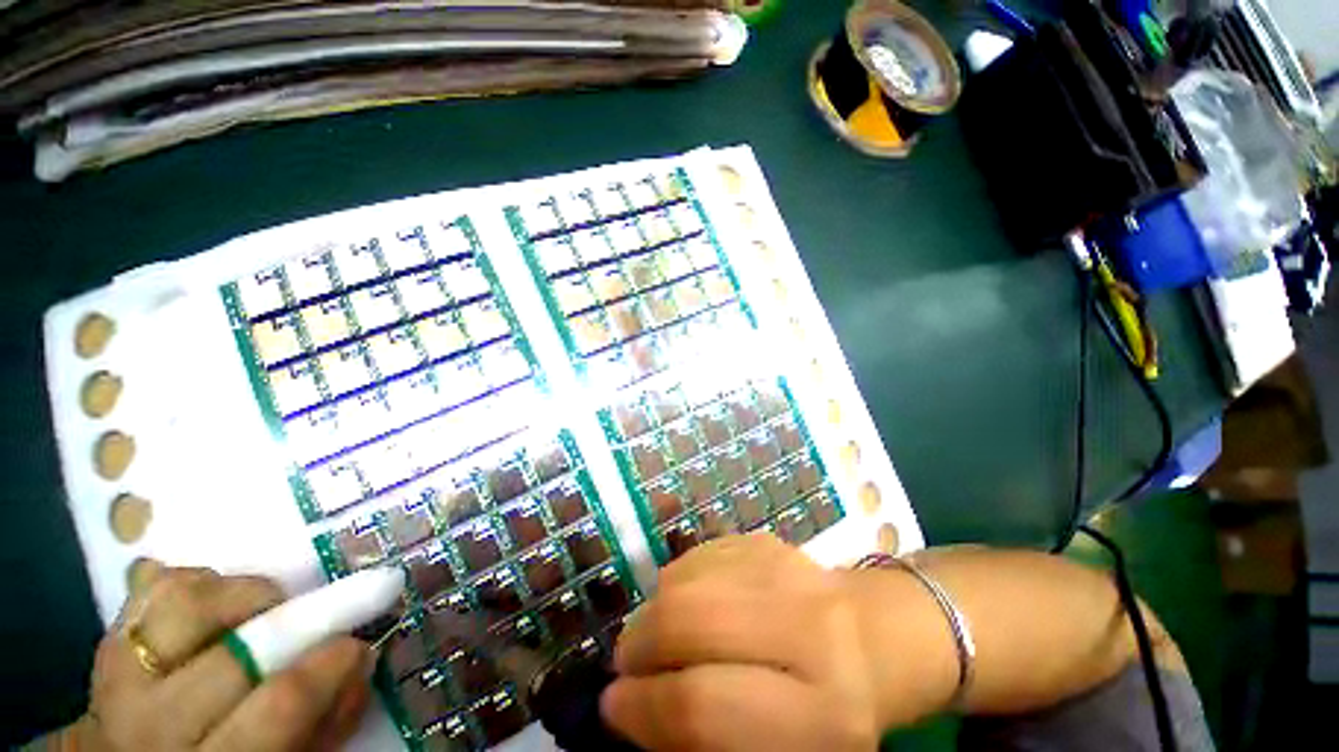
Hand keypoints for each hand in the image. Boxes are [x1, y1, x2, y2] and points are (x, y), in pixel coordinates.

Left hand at [76, 564, 371, 750]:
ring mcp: (120, 673)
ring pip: (188, 601)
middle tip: (317, 620)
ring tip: (261, 610)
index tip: (357, 645)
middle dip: (293, 621)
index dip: (331, 663)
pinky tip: (216, 604)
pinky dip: (201, 581)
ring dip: (242, 593)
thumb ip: (325, 722)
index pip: (280, 703)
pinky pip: (158, 586)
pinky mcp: (108, 636)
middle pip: (235, 651)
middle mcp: (152, 721)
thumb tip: (362, 659)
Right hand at [600, 533, 882, 750]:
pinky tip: (688, 601)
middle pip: (688, 621)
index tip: (614, 706)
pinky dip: (677, 580)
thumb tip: (635, 709)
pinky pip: (699, 553)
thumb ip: (707, 736)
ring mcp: (785, 567)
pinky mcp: (767, 539)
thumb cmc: (831, 710)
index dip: (643, 708)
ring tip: (655, 634)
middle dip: (640, 644)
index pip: (703, 705)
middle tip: (627, 663)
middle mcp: (805, 626)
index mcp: (820, 711)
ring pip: (686, 578)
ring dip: (653, 609)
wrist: (879, 635)